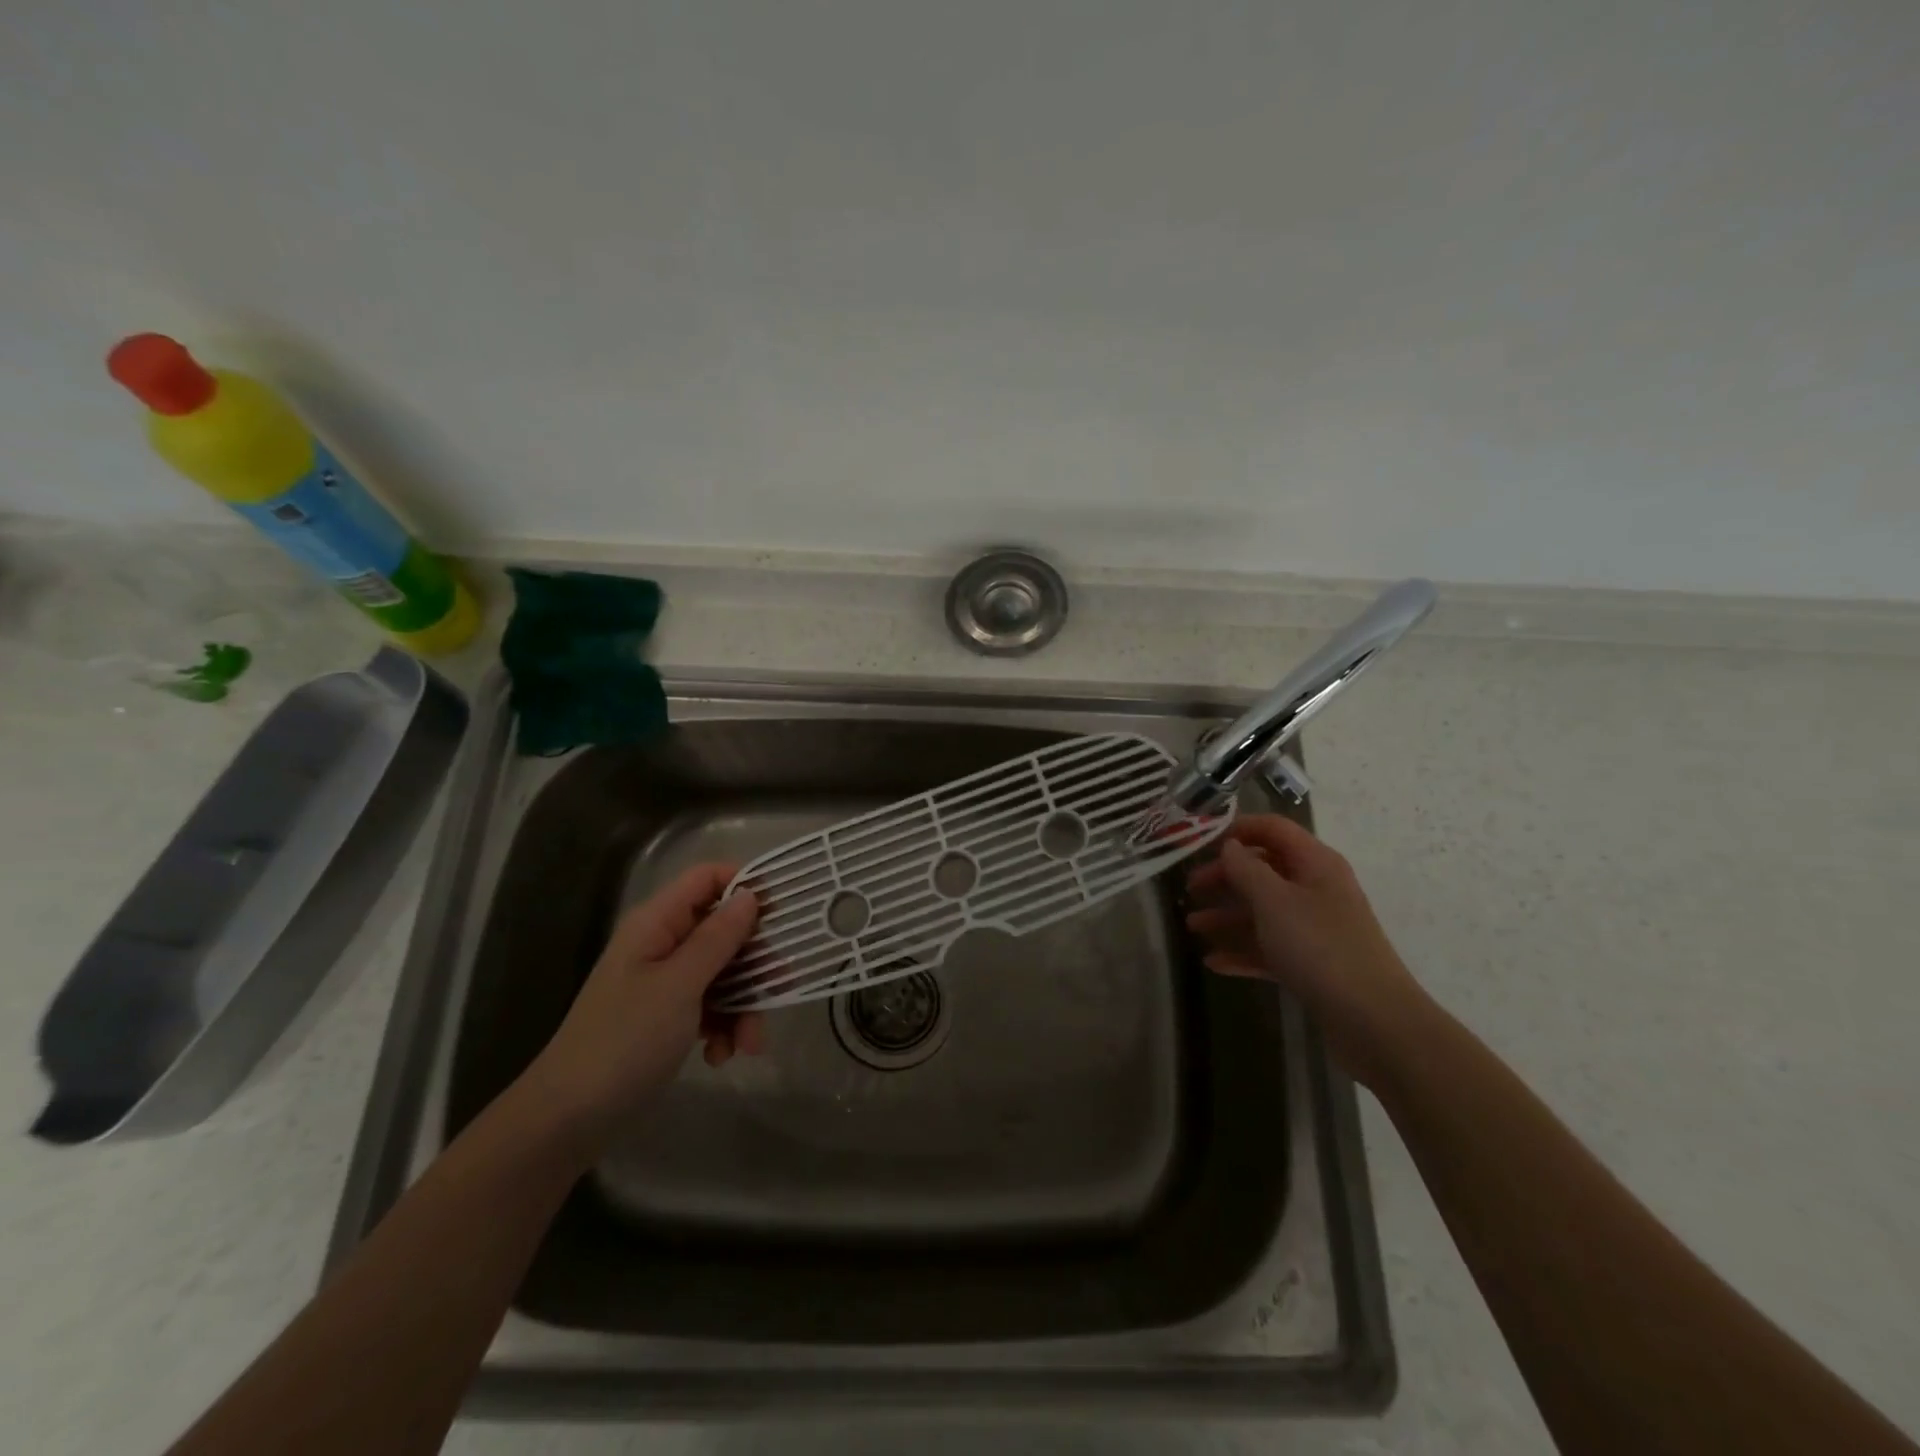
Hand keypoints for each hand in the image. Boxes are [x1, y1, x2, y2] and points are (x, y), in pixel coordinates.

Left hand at [518, 863, 764, 1143]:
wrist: (568, 1119)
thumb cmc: (624, 1041)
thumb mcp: (679, 986)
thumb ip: (718, 938)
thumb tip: (750, 894)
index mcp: (657, 923)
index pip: (707, 878)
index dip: (745, 885)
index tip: (782, 912)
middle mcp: (662, 943)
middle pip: (723, 929)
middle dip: (754, 961)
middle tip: (779, 986)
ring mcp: (665, 981)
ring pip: (724, 972)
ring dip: (744, 1005)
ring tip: (748, 1044)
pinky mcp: (668, 1016)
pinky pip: (711, 1006)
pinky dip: (723, 1027)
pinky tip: (720, 1056)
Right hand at [1185, 815, 1431, 1088]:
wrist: (1374, 1021)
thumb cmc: (1320, 947)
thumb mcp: (1273, 901)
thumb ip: (1246, 869)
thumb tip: (1230, 846)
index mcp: (1314, 863)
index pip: (1273, 829)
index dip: (1238, 829)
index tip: (1200, 841)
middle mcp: (1316, 889)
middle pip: (1264, 870)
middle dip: (1225, 877)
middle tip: (1190, 889)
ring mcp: (1315, 928)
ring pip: (1263, 911)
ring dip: (1227, 916)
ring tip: (1192, 927)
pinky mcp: (1313, 963)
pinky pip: (1270, 947)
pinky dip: (1242, 951)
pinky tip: (1213, 962)